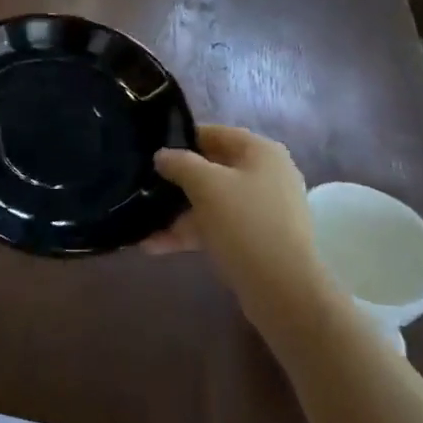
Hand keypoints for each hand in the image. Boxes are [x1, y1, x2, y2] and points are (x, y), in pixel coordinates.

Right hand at [142, 125, 328, 311]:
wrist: (282, 289)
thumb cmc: (245, 223)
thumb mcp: (206, 185)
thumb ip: (180, 163)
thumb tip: (162, 155)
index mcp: (260, 152)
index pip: (214, 133)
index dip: (181, 138)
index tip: (150, 150)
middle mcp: (265, 175)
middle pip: (211, 169)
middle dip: (175, 181)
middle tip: (142, 186)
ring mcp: (262, 210)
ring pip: (210, 202)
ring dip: (176, 213)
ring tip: (139, 223)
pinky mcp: (255, 239)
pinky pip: (216, 228)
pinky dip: (189, 234)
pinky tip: (153, 246)